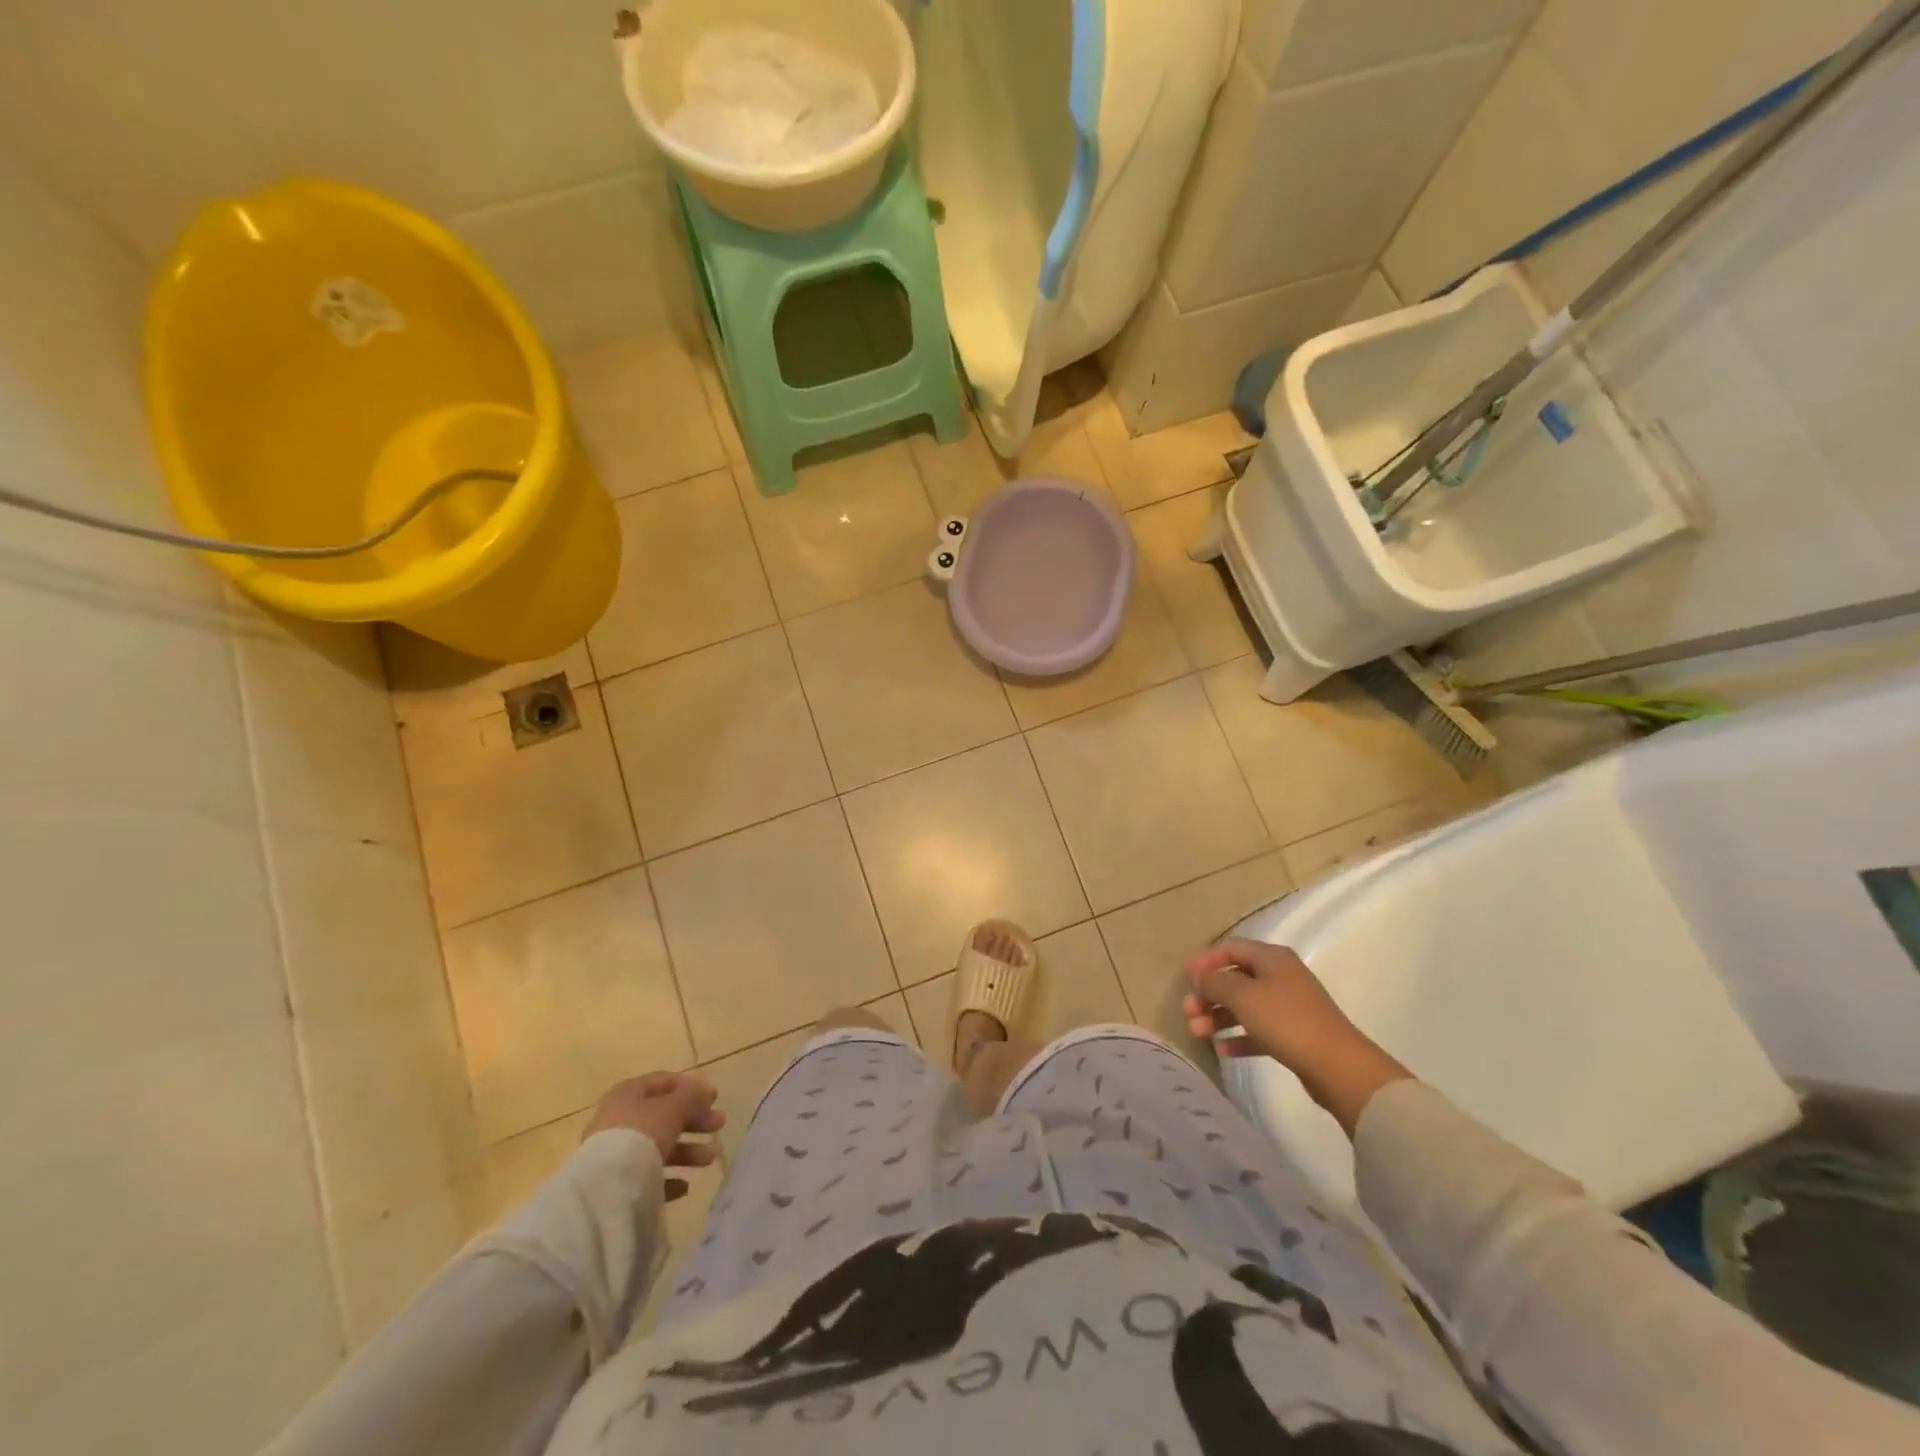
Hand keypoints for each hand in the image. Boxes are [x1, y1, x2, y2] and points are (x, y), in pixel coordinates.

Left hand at [584, 1072, 724, 1200]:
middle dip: (694, 1120)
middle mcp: (618, 1120)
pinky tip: (684, 1185)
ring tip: (710, 1158)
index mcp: (627, 1094)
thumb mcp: (673, 1107)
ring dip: (687, 1150)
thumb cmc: (641, 1135)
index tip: (714, 1098)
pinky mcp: (616, 1184)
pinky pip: (647, 1176)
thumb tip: (704, 1091)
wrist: (606, 1190)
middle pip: (663, 1116)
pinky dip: (668, 1178)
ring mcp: (615, 1154)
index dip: (690, 1087)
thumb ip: (692, 1096)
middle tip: (719, 1125)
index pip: (662, 1082)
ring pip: (658, 1146)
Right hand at [1184, 938, 1410, 1135]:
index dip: (1206, 960)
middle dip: (1209, 994)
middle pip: (1236, 978)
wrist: (1337, 1066)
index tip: (1185, 977)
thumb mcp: (1243, 996)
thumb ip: (1215, 982)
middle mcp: (1281, 976)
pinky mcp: (1294, 1035)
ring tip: (1197, 1033)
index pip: (1232, 948)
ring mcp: (1289, 1006)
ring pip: (1245, 1006)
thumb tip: (1201, 977)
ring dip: (1218, 1017)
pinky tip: (1222, 1050)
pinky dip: (1239, 1037)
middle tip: (1188, 1011)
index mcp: (1272, 958)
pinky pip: (1258, 1030)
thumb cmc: (1286, 1020)